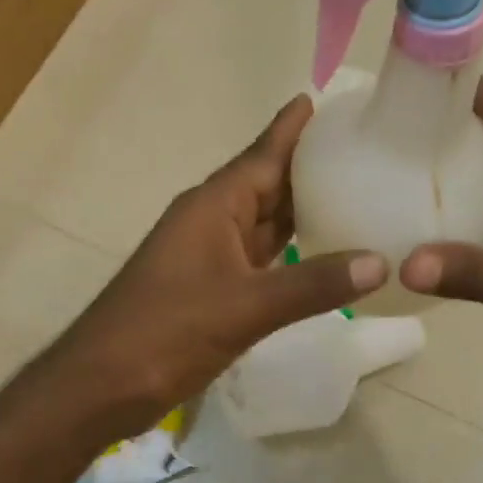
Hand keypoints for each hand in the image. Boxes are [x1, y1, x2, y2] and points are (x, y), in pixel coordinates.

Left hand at [50, 96, 386, 431]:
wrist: (101, 384)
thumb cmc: (166, 331)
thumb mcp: (245, 306)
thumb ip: (313, 284)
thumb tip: (381, 261)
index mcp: (214, 206)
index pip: (262, 155)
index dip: (291, 128)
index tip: (322, 97)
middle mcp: (213, 220)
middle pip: (268, 183)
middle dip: (308, 164)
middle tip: (360, 145)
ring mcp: (211, 255)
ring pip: (265, 221)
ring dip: (303, 207)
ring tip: (353, 188)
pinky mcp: (213, 288)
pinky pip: (261, 256)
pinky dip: (292, 249)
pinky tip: (322, 251)